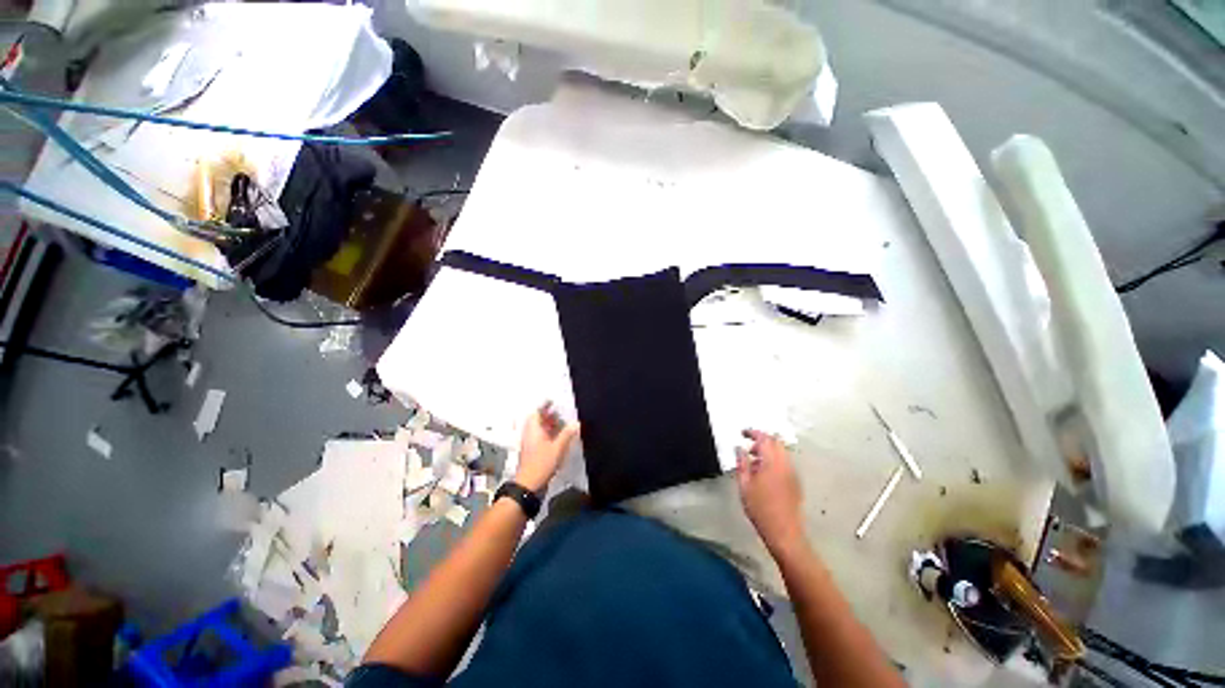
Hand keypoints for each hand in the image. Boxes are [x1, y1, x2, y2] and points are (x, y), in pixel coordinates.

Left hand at [514, 402, 580, 491]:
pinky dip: (548, 434)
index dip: (544, 405)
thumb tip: (576, 423)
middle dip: (547, 415)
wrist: (529, 485)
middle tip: (560, 412)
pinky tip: (559, 437)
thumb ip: (567, 434)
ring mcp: (530, 443)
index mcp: (533, 430)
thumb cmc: (542, 464)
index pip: (536, 412)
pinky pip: (541, 437)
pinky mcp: (533, 452)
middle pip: (537, 419)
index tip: (553, 401)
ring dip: (549, 425)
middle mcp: (530, 434)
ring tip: (562, 423)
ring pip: (539, 429)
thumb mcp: (557, 448)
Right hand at [736, 430, 805, 557]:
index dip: (753, 433)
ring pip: (781, 452)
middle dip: (762, 439)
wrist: (784, 532)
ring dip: (768, 450)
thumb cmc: (760, 508)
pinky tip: (764, 473)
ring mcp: (792, 473)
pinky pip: (785, 462)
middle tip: (748, 446)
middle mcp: (785, 464)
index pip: (764, 439)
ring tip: (754, 461)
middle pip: (776, 442)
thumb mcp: (744, 485)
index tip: (742, 433)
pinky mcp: (795, 481)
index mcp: (771, 462)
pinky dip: (774, 459)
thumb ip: (742, 463)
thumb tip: (739, 449)